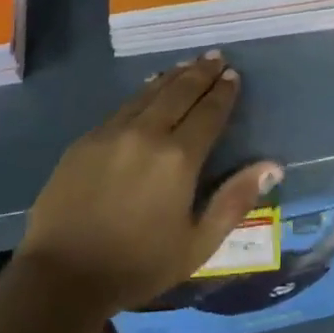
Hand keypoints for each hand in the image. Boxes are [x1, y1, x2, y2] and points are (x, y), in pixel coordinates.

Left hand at [18, 53, 281, 314]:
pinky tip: (150, 86)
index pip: (209, 112)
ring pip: (151, 92)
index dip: (224, 92)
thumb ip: (235, 200)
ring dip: (174, 75)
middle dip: (202, 72)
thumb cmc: (137, 265)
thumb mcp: (197, 244)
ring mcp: (114, 132)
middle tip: (216, 56)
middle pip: (181, 92)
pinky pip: (124, 105)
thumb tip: (273, 166)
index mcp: (179, 158)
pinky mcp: (87, 139)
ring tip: (190, 63)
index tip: (233, 74)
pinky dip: (145, 90)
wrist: (61, 276)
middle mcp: (148, 133)